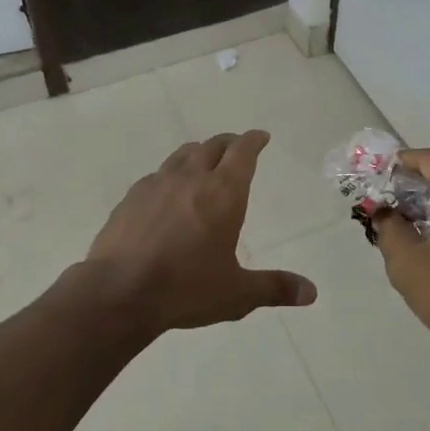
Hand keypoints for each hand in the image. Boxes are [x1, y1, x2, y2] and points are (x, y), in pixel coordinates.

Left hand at [80, 130, 315, 334]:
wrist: (118, 292)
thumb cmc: (185, 289)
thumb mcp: (237, 293)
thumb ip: (275, 288)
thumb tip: (311, 293)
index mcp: (223, 194)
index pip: (242, 152)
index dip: (254, 141)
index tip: (261, 136)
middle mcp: (191, 179)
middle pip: (212, 146)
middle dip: (229, 144)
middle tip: (237, 148)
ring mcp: (156, 184)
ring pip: (182, 155)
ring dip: (198, 153)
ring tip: (204, 162)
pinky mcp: (130, 198)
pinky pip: (157, 175)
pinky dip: (171, 176)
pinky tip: (168, 193)